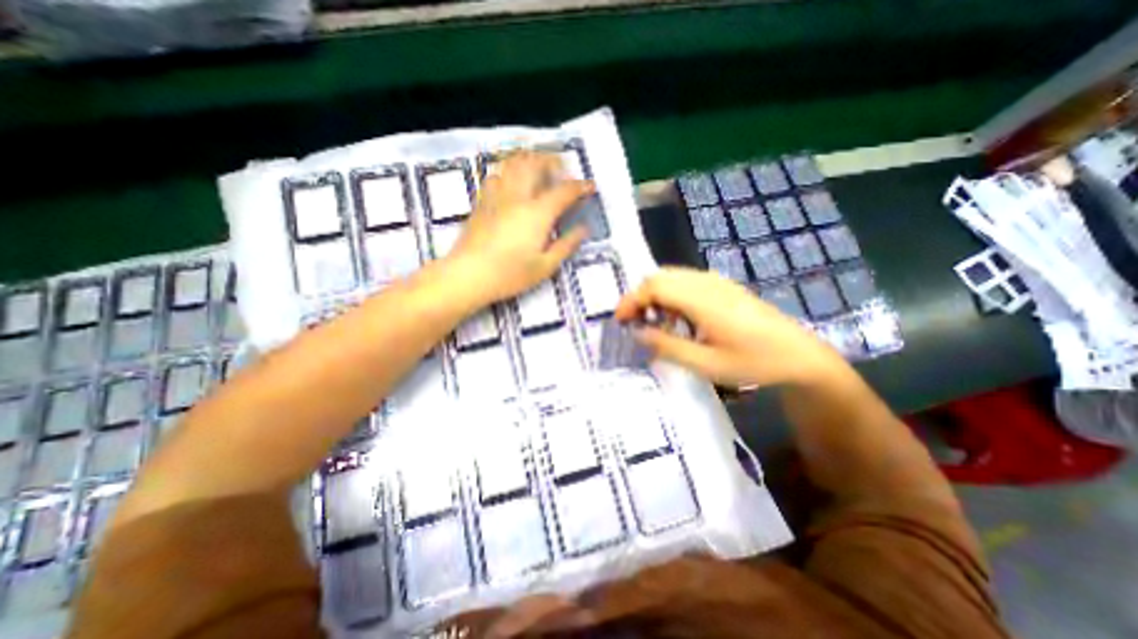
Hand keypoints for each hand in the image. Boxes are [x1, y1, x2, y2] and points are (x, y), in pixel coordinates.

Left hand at [445, 153, 596, 304]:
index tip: (590, 187)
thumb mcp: (546, 266)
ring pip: (513, 163)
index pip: (564, 191)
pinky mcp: (482, 201)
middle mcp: (518, 196)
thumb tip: (583, 229)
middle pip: (536, 163)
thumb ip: (567, 245)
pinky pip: (496, 175)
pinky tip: (512, 183)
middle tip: (563, 170)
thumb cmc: (510, 274)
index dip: (580, 186)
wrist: (468, 275)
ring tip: (538, 169)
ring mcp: (497, 196)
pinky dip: (509, 171)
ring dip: (530, 160)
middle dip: (553, 161)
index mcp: (538, 213)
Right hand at [615, 268, 843, 387]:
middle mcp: (707, 282)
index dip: (631, 300)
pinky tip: (677, 318)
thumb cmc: (753, 363)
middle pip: (660, 276)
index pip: (654, 286)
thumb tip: (638, 333)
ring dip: (655, 295)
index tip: (620, 320)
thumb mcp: (705, 364)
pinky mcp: (723, 286)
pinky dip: (671, 295)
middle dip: (640, 296)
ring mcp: (717, 282)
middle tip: (634, 322)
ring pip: (672, 276)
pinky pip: (687, 282)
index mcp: (702, 300)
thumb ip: (667, 347)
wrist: (799, 356)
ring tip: (653, 322)